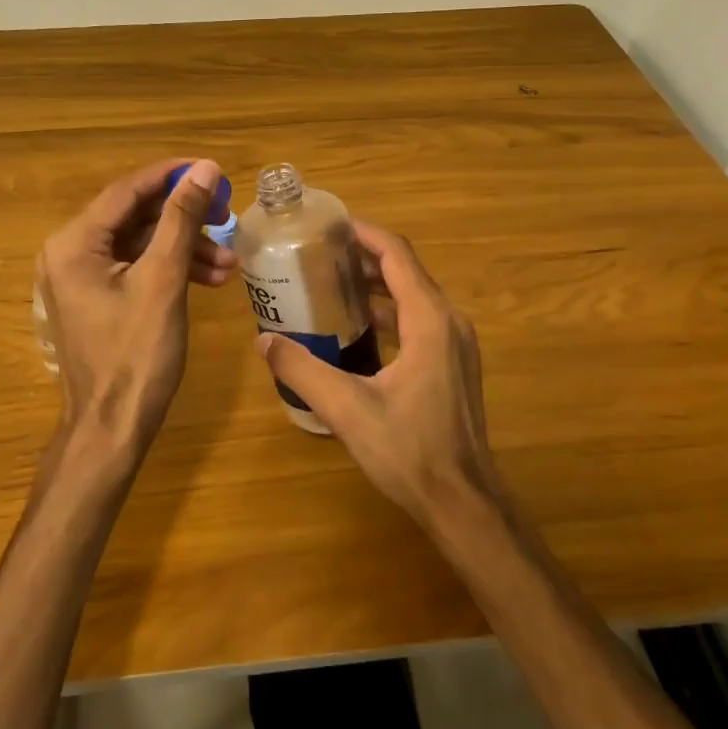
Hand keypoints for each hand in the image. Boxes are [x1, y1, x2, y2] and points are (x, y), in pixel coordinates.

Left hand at [38, 158, 234, 453]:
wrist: (112, 429)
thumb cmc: (136, 354)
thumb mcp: (163, 280)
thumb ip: (181, 220)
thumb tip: (204, 170)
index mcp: (74, 243)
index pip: (127, 191)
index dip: (172, 176)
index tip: (213, 171)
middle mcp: (70, 253)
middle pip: (134, 217)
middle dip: (184, 218)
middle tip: (226, 217)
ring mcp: (81, 279)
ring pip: (140, 245)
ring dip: (184, 248)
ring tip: (228, 263)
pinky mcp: (97, 299)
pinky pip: (136, 269)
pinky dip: (170, 270)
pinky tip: (209, 279)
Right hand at [254, 220, 499, 527]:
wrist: (464, 503)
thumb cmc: (410, 451)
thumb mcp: (347, 409)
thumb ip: (302, 370)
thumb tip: (264, 341)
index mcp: (429, 320)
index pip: (396, 255)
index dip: (364, 234)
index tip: (329, 225)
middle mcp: (449, 322)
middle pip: (406, 270)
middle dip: (364, 257)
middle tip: (319, 254)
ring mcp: (456, 344)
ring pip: (414, 295)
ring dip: (377, 284)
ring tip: (331, 284)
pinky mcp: (454, 364)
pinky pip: (420, 319)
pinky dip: (390, 310)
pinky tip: (358, 328)